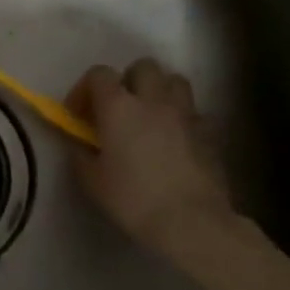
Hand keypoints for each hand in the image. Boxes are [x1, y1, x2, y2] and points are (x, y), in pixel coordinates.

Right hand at [66, 59, 254, 277]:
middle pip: (142, 67)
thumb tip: (80, 145)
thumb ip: (81, 155)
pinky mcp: (209, 133)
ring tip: (151, 116)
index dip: (86, 89)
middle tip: (121, 109)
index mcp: (118, 106)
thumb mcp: (92, 181)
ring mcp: (185, 113)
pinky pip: (195, 113)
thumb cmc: (134, 199)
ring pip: (174, 81)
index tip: (80, 115)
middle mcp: (152, 99)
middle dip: (129, 81)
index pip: (99, 74)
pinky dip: (184, 120)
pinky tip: (178, 141)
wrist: (191, 222)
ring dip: (160, 92)